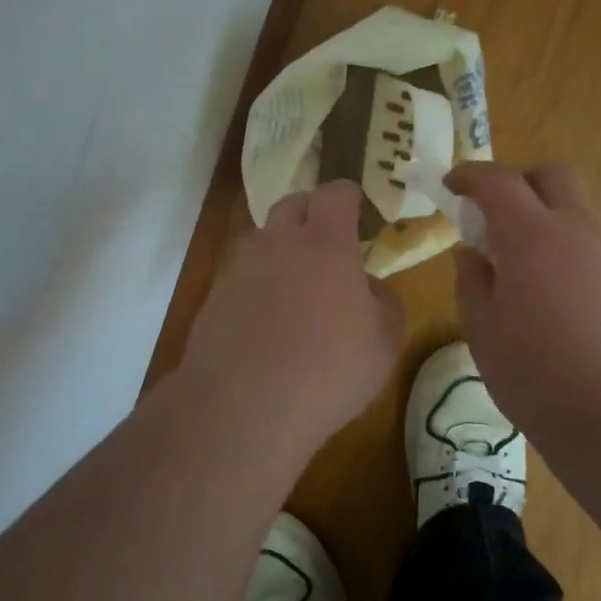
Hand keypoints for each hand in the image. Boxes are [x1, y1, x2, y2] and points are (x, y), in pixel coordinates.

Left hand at [179, 179, 404, 452]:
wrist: (243, 407)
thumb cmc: (329, 370)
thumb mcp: (384, 343)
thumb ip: (385, 302)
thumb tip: (369, 286)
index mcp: (325, 242)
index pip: (335, 192)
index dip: (349, 197)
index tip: (358, 213)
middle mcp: (279, 241)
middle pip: (293, 204)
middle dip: (312, 214)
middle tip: (329, 246)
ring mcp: (240, 266)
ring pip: (263, 239)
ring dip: (281, 250)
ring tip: (296, 288)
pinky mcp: (215, 295)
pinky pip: (242, 274)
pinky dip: (258, 284)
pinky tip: (267, 322)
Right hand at [444, 162, 600, 431]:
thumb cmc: (536, 374)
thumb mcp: (482, 329)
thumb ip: (471, 281)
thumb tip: (471, 253)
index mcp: (531, 235)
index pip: (498, 180)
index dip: (470, 174)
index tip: (451, 185)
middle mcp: (576, 230)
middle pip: (552, 175)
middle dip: (518, 181)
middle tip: (493, 215)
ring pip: (576, 208)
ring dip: (544, 216)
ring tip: (518, 264)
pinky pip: (592, 242)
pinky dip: (565, 246)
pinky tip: (551, 294)